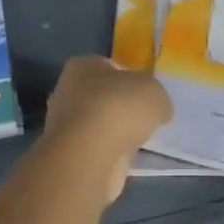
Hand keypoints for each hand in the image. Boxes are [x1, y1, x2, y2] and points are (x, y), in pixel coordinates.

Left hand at [42, 57, 172, 203]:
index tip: (148, 95)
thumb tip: (158, 111)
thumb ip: (157, 98)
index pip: (112, 67)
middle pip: (104, 96)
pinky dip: (111, 152)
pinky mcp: (68, 152)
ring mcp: (65, 124)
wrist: (89, 155)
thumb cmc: (119, 108)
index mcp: (84, 65)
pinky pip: (97, 147)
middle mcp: (68, 90)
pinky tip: (126, 158)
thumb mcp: (155, 92)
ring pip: (100, 123)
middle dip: (123, 107)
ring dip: (116, 132)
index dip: (133, 79)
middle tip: (146, 118)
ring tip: (139, 141)